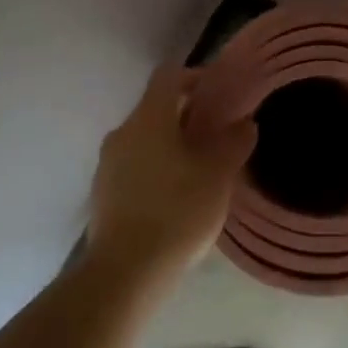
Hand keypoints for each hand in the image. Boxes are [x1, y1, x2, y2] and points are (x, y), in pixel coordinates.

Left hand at [86, 64, 255, 279]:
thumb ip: (234, 142)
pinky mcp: (102, 194)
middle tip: (216, 135)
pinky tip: (175, 198)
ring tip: (199, 170)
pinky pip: (133, 167)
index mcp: (149, 117)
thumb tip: (245, 123)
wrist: (125, 273)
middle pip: (156, 108)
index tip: (218, 94)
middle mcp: (123, 131)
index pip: (169, 75)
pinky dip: (155, 170)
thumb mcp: (218, 175)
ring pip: (144, 139)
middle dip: (186, 116)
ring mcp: (107, 164)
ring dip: (170, 145)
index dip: (195, 76)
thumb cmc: (177, 211)